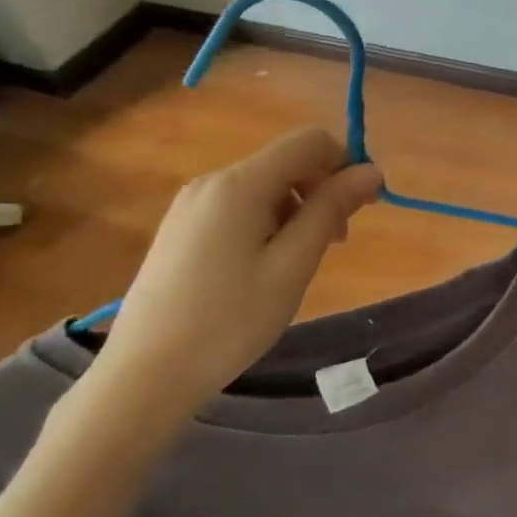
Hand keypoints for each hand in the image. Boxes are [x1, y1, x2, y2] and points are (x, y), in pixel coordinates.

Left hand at [87, 130, 382, 423]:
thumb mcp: (293, 265)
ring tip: (299, 263)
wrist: (144, 375)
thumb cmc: (230, 320)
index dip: (346, 163)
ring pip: (265, 186)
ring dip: (297, 210)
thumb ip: (331, 209)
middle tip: (335, 244)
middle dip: (322, 190)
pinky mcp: (181, 228)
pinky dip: (268, 223)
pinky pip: (239, 206)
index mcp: (240, 184)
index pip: (310, 141)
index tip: (362, 207)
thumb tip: (372, 171)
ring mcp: (191, 205)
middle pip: (286, 162)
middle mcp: (212, 182)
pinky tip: (264, 268)